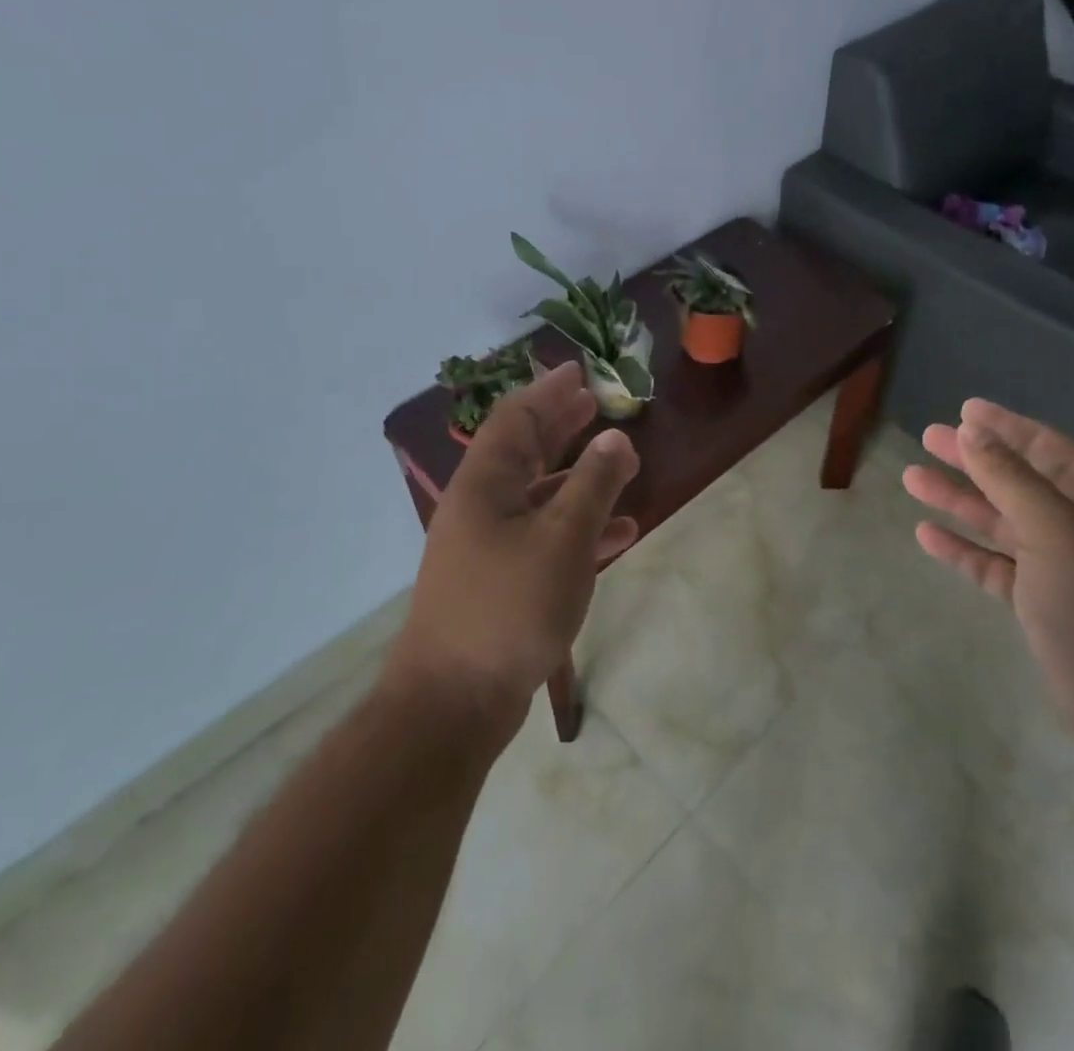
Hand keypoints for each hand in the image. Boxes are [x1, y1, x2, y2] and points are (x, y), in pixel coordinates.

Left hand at [391, 362, 639, 726]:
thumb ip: (593, 484)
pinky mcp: (502, 582)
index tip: (579, 371)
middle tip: (595, 404)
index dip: (548, 392)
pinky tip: (619, 533)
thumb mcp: (563, 539)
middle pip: (524, 451)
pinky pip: (546, 538)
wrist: (454, 702)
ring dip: (577, 477)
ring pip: (539, 496)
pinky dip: (580, 528)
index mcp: (485, 484)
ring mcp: (489, 547)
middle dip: (561, 426)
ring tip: (618, 461)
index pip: (515, 419)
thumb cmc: (509, 606)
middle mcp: (482, 507)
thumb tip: (617, 439)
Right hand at [901, 398, 1073, 770]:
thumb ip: (1011, 478)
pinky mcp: (1042, 604)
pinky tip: (927, 535)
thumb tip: (972, 431)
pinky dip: (963, 549)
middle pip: (1016, 479)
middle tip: (927, 438)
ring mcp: (1061, 566)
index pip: (1043, 445)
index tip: (963, 408)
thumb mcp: (1057, 529)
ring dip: (959, 501)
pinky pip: (994, 565)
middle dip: (972, 459)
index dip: (1003, 426)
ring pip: (1000, 521)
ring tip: (912, 479)